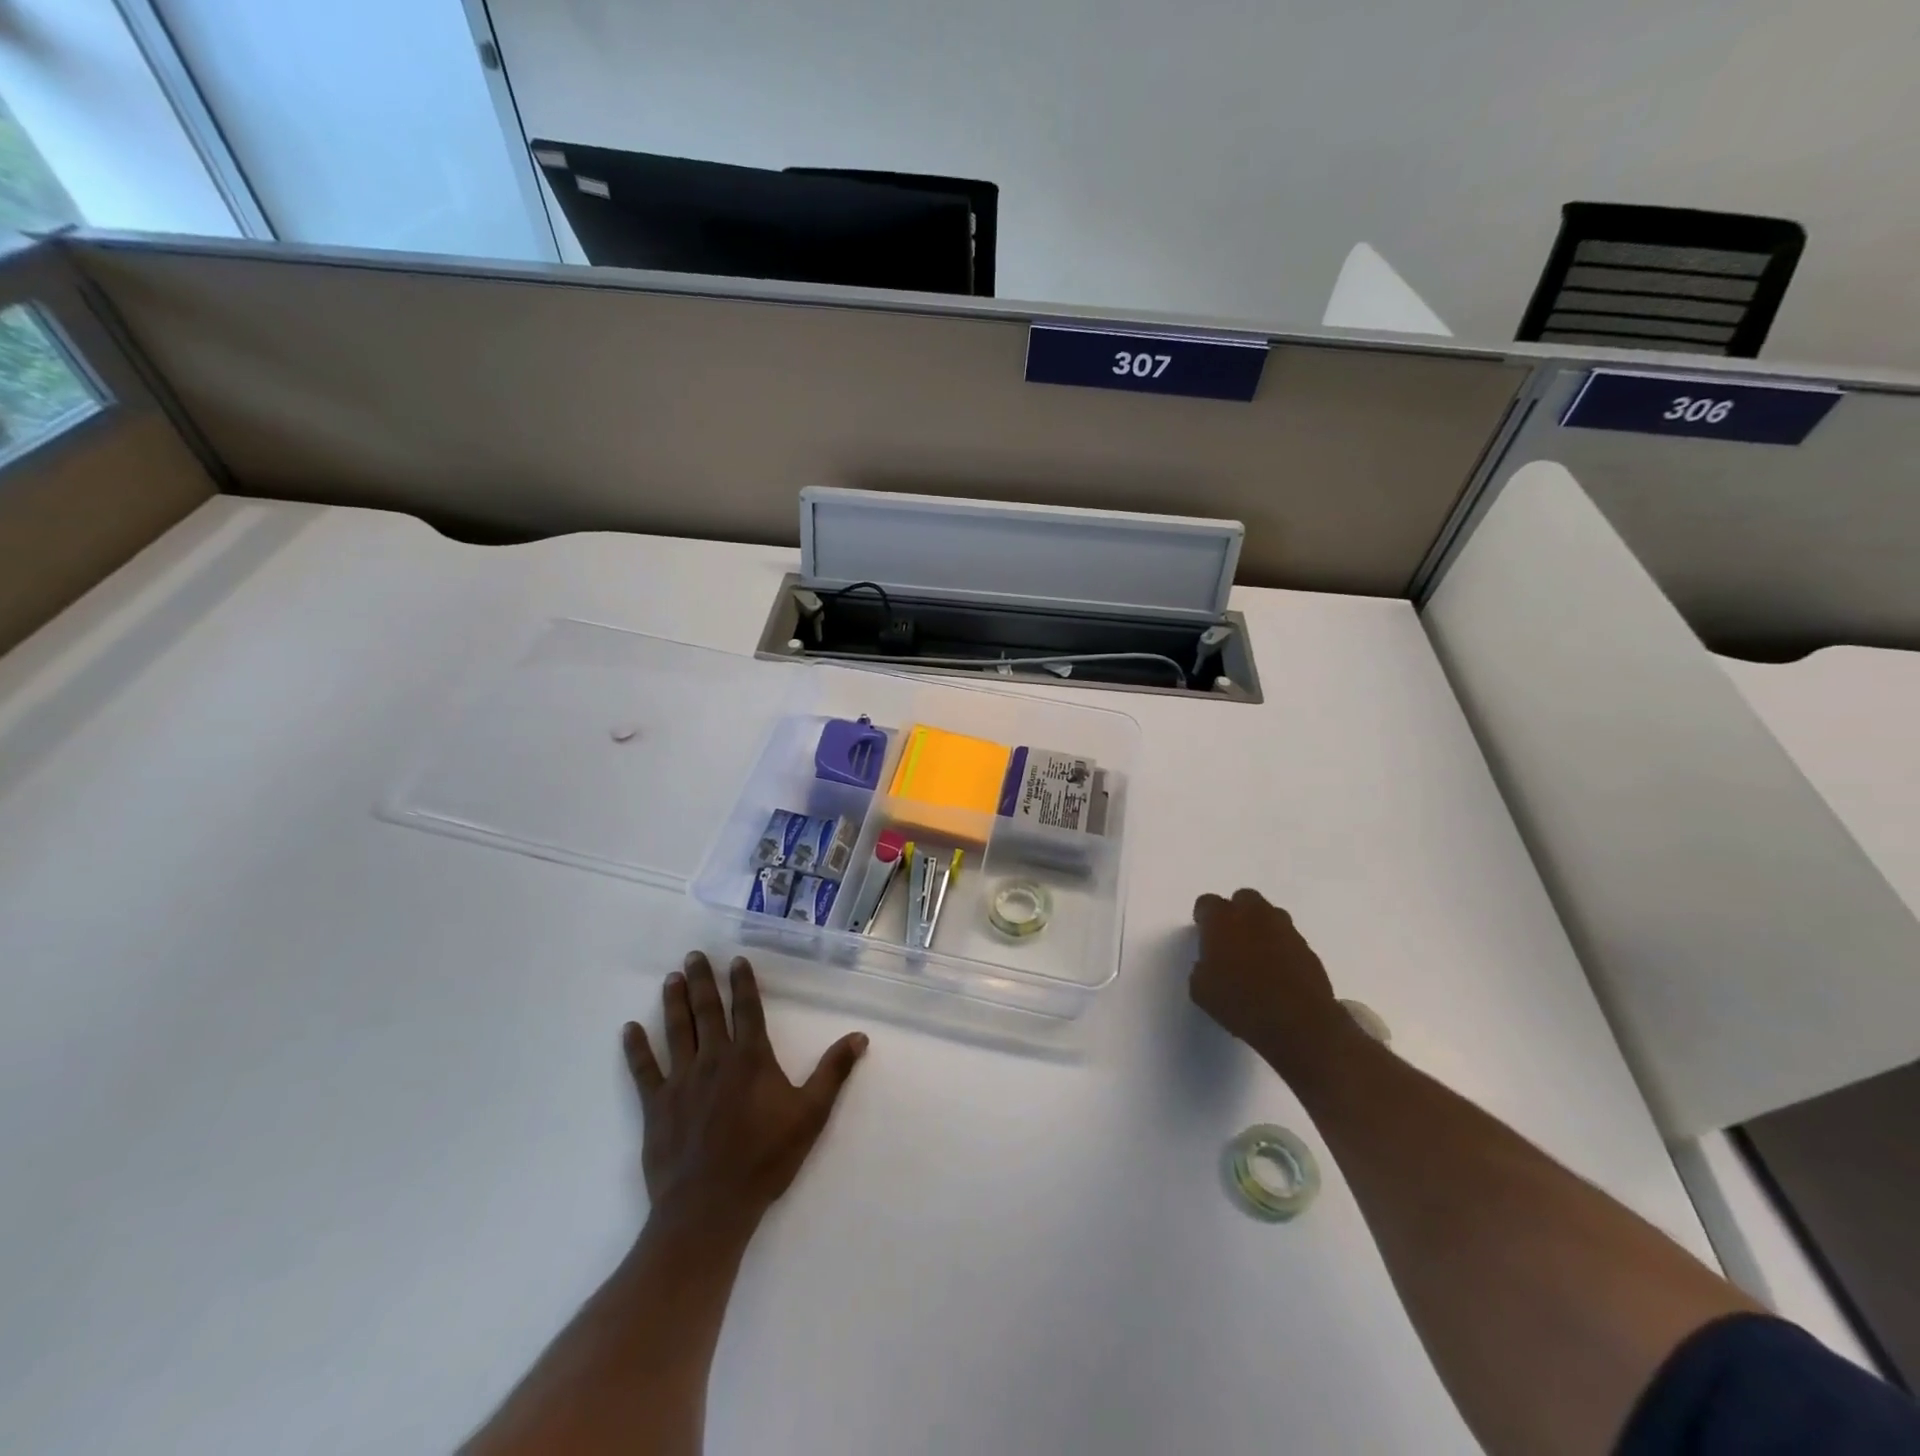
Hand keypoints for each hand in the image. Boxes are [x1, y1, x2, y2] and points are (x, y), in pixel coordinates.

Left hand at [623, 952, 867, 1235]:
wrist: (710, 1207)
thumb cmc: (765, 1158)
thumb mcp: (811, 1114)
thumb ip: (833, 1072)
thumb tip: (859, 1036)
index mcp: (751, 1058)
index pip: (747, 1009)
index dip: (743, 982)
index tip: (736, 959)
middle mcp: (714, 1059)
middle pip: (707, 1011)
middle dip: (702, 980)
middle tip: (693, 956)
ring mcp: (681, 1080)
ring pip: (677, 1031)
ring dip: (674, 1002)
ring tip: (671, 978)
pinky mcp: (657, 1105)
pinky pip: (644, 1069)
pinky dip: (636, 1048)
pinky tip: (629, 1029)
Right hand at [1190, 889, 1347, 1072]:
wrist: (1299, 1024)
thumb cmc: (1241, 1003)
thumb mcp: (1202, 991)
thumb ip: (1201, 968)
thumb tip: (1208, 965)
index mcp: (1222, 920)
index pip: (1207, 902)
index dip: (1204, 917)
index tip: (1204, 933)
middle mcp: (1254, 916)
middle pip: (1243, 898)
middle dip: (1236, 912)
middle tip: (1231, 938)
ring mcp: (1285, 930)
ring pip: (1270, 915)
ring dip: (1261, 927)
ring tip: (1257, 954)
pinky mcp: (1308, 949)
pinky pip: (1289, 938)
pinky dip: (1281, 948)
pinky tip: (1277, 971)